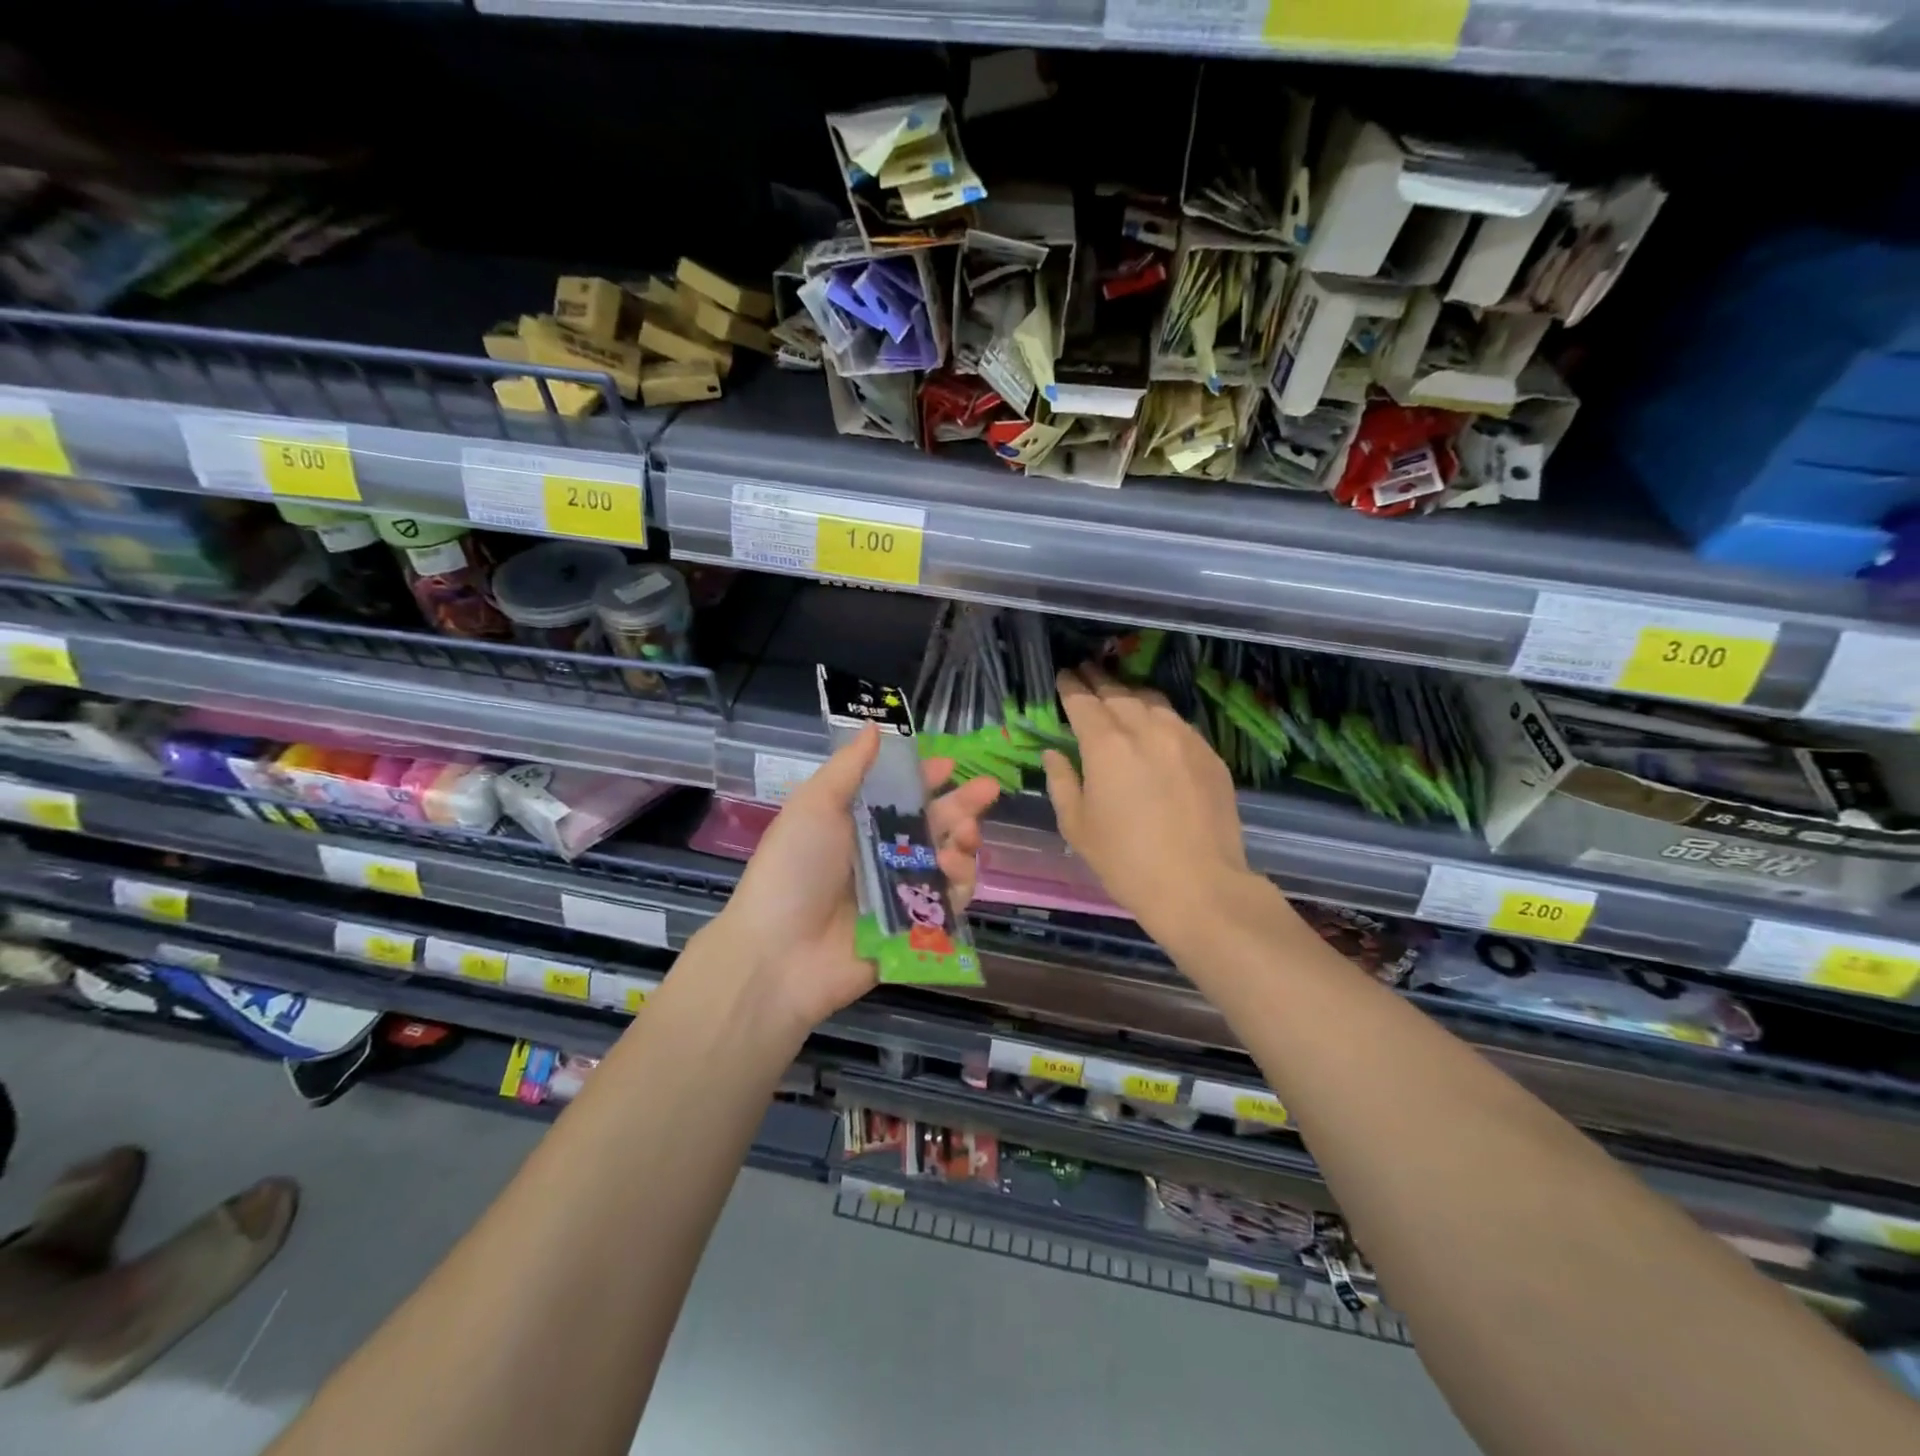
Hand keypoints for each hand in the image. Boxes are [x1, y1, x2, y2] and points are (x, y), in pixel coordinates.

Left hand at [709, 724, 999, 1033]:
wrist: (779, 953)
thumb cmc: (795, 868)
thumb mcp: (815, 805)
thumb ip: (850, 767)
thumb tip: (873, 727)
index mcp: (857, 824)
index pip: (900, 795)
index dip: (927, 778)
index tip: (951, 765)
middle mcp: (881, 855)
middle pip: (933, 825)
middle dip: (963, 805)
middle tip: (988, 789)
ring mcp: (900, 893)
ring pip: (947, 861)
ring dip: (964, 841)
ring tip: (965, 836)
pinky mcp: (914, 928)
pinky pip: (949, 902)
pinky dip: (959, 883)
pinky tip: (954, 870)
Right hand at [1043, 666, 1249, 933]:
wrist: (1199, 886)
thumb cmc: (1126, 861)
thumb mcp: (1077, 826)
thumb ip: (1062, 782)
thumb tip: (1054, 754)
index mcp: (1106, 745)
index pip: (1083, 701)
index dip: (1070, 686)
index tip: (1063, 676)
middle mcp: (1146, 729)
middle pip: (1118, 693)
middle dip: (1098, 681)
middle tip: (1085, 672)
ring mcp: (1183, 738)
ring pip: (1152, 701)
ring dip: (1130, 693)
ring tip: (1118, 693)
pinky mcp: (1209, 754)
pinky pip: (1178, 722)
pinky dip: (1159, 716)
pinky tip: (1154, 725)